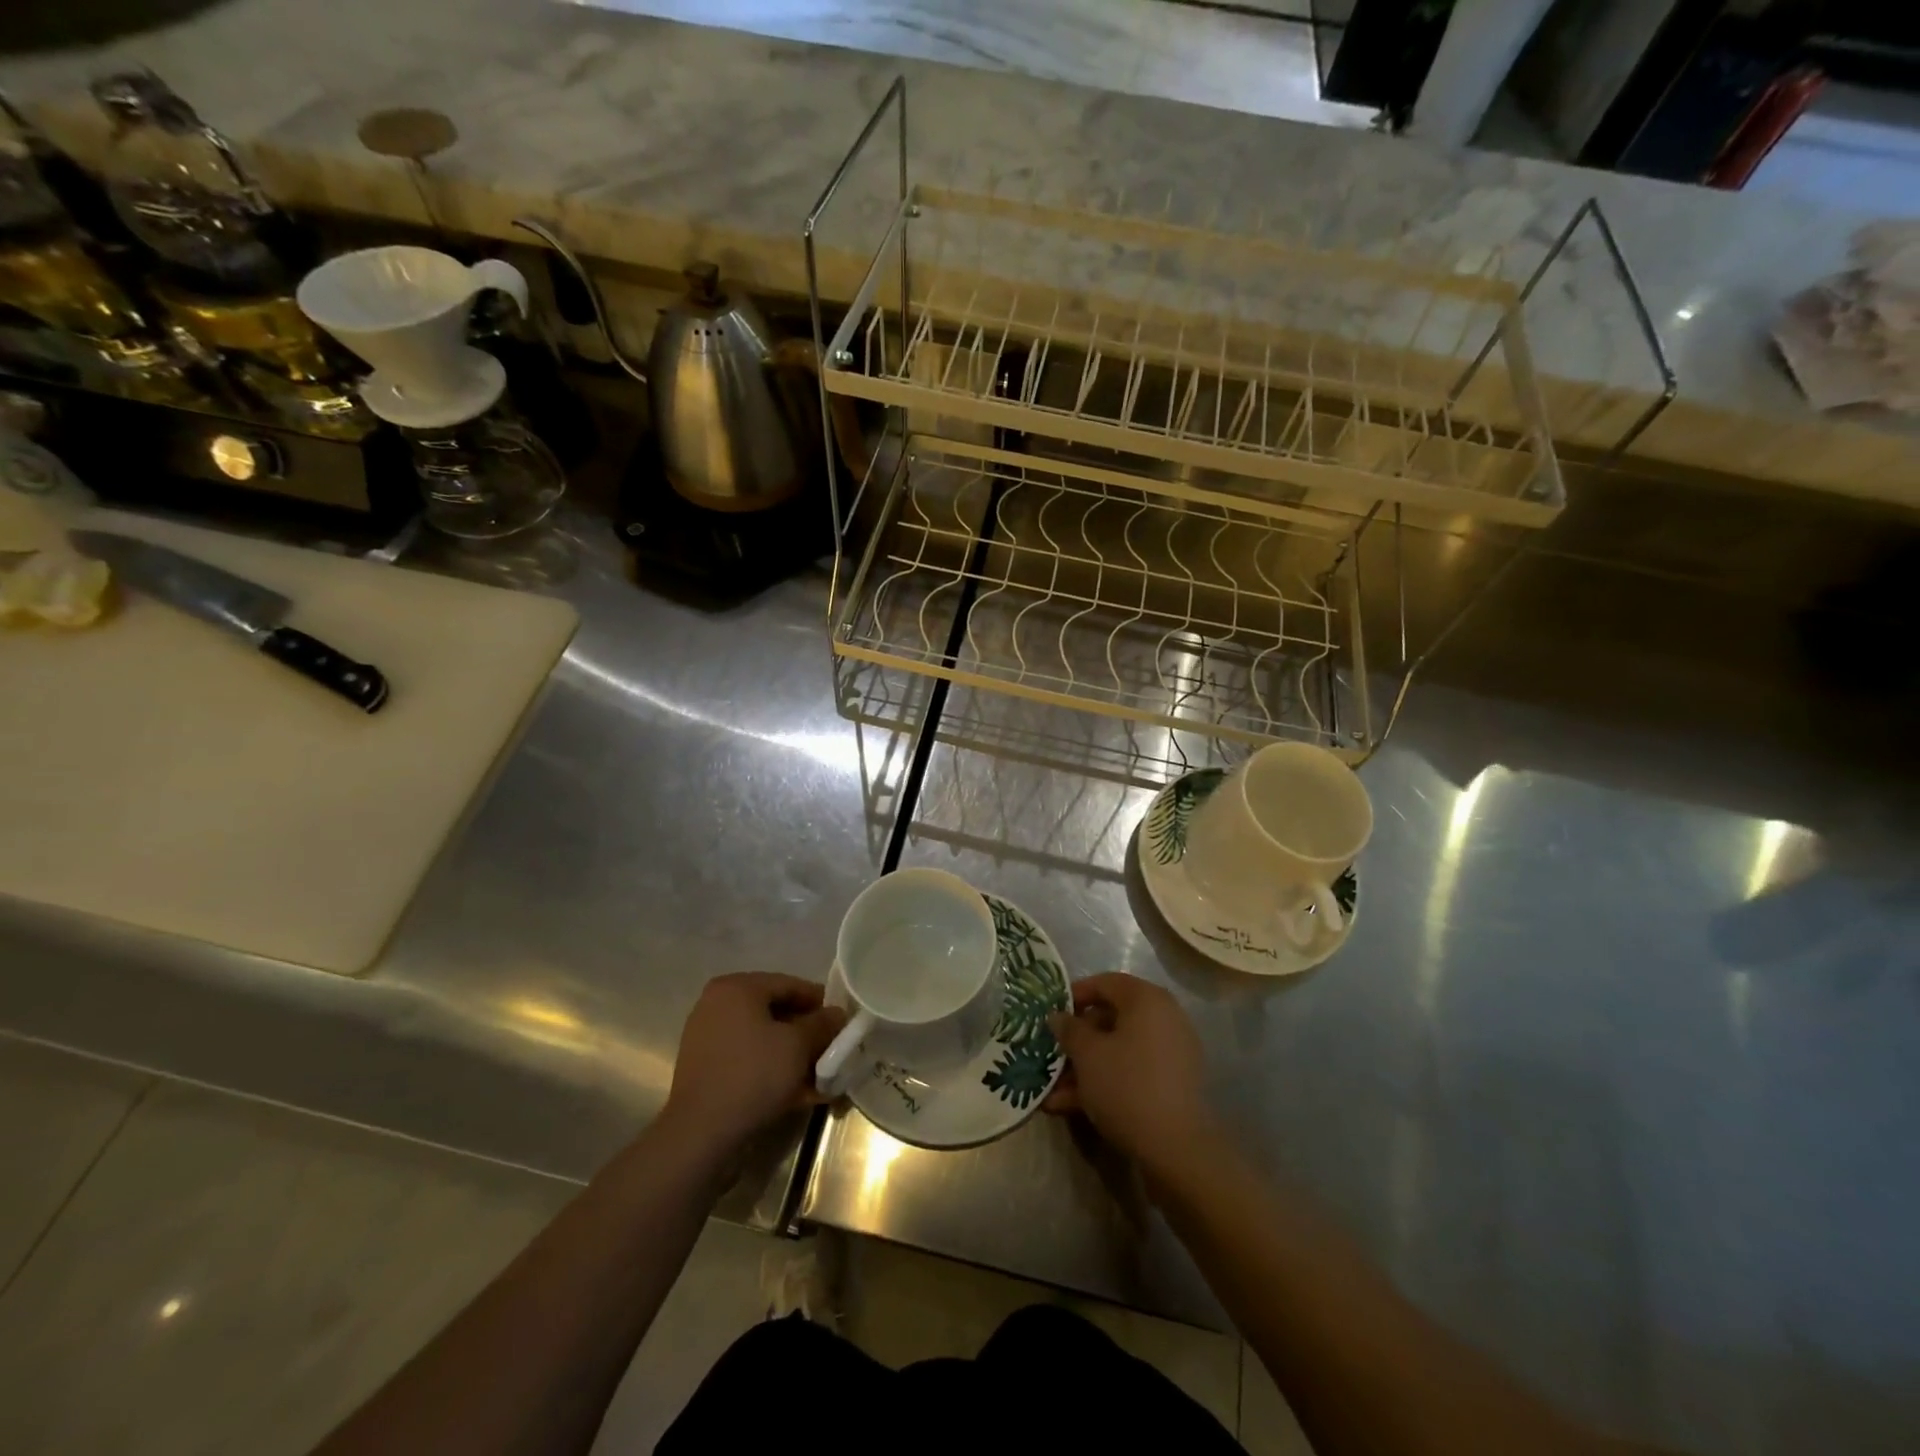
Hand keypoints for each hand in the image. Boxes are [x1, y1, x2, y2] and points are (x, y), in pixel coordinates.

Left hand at [661, 973, 845, 1151]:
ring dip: (792, 1054)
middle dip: (806, 1033)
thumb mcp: (798, 1045)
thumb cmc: (753, 1074)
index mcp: (737, 988)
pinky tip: (797, 1092)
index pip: (789, 984)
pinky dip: (771, 1069)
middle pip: (775, 1011)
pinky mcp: (705, 1067)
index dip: (820, 1002)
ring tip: (819, 1076)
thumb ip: (822, 1023)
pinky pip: (747, 1058)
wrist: (700, 1133)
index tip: (841, 1021)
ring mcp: (707, 1036)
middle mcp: (717, 1004)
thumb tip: (837, 1013)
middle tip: (831, 1049)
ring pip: (762, 1038)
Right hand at [1045, 973, 1215, 1174]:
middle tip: (1051, 1055)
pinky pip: (1132, 1070)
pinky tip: (1072, 1106)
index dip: (1074, 995)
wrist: (1176, 1149)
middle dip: (1077, 1040)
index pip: (1105, 983)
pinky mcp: (1172, 1083)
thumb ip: (1069, 1029)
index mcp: (1146, 1000)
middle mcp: (1164, 1018)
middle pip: (1111, 1018)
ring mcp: (1171, 1052)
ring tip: (1054, 1092)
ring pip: (1119, 1049)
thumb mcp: (1087, 1054)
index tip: (1051, 1014)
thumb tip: (1057, 1016)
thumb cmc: (1126, 1085)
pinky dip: (1106, 1081)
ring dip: (1086, 1067)